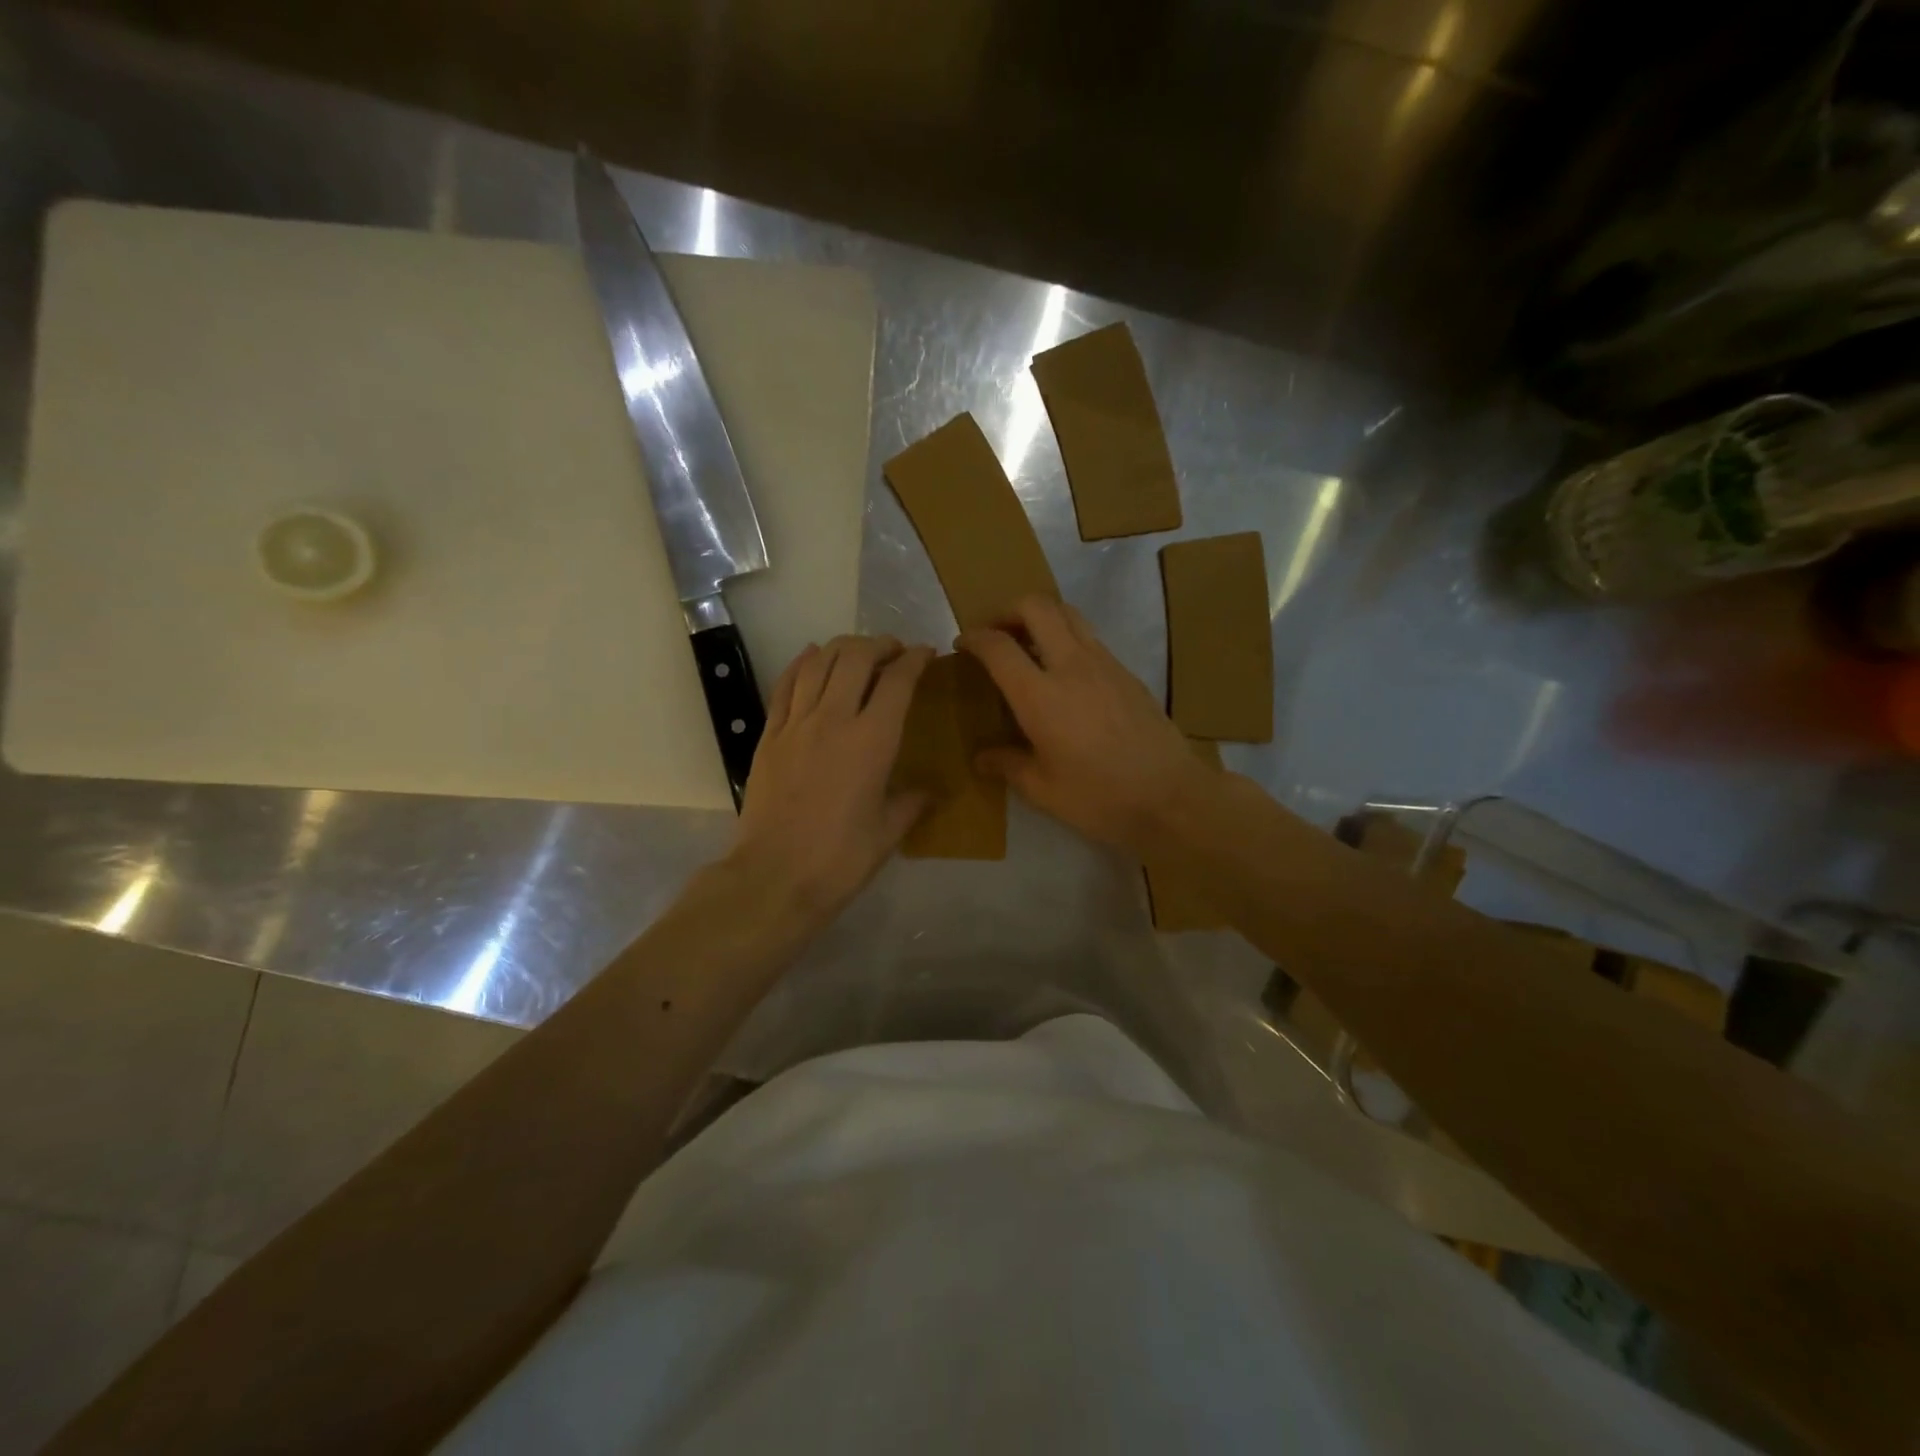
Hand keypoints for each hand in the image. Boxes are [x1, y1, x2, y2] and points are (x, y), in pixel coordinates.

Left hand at [730, 635, 932, 921]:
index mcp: (872, 741)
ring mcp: (796, 724)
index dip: (916, 659)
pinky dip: (802, 663)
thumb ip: (912, 803)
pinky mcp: (769, 735)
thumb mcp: (888, 833)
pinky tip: (811, 657)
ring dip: (843, 647)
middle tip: (895, 651)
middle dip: (880, 645)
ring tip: (859, 652)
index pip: (897, 681)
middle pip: (856, 658)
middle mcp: (834, 719)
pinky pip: (786, 685)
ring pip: (819, 662)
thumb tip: (929, 791)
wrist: (774, 877)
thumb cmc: (840, 859)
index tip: (927, 654)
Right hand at [957, 596, 1211, 854]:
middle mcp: (1071, 666)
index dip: (974, 638)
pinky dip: (1067, 636)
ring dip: (1041, 617)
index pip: (998, 646)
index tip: (963, 644)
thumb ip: (1008, 765)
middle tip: (997, 635)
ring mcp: (1104, 663)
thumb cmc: (1100, 798)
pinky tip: (1064, 671)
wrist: (1172, 798)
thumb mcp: (1043, 790)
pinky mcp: (1127, 672)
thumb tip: (982, 758)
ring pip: (1068, 613)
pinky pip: (1089, 636)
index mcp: (1040, 696)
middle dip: (1008, 611)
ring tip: (1029, 645)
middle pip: (1036, 607)